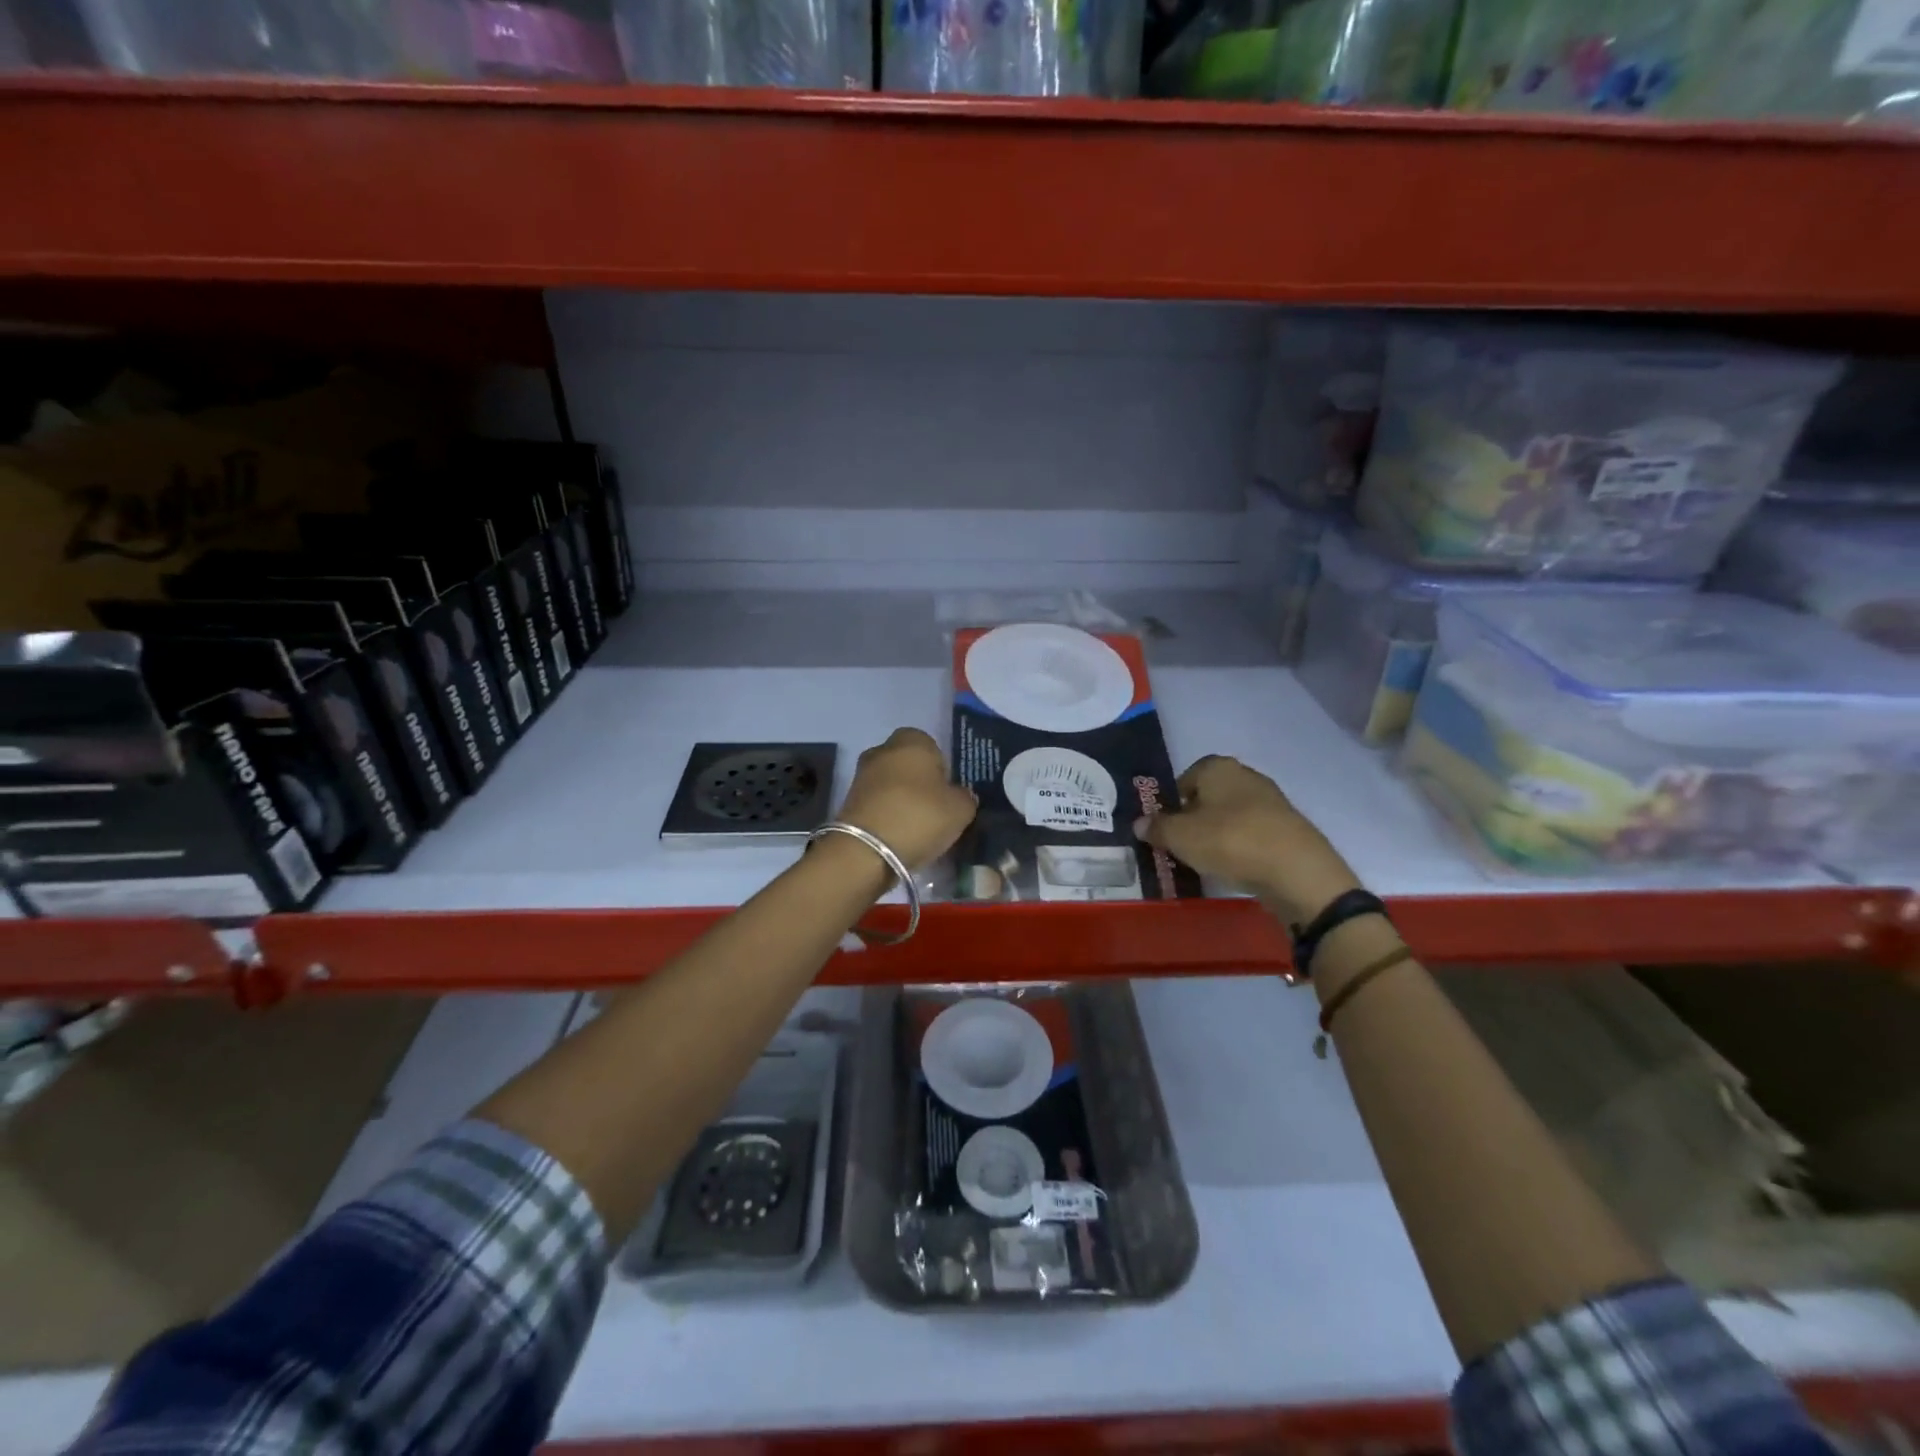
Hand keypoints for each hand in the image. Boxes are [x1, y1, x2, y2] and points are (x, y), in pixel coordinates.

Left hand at [837, 728, 977, 870]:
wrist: (867, 851)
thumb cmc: (919, 816)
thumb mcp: (960, 809)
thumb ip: (965, 797)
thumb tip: (959, 795)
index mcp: (912, 740)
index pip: (932, 745)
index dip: (942, 768)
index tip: (948, 793)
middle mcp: (883, 750)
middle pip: (909, 764)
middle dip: (920, 783)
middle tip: (935, 810)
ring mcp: (862, 776)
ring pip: (891, 784)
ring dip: (903, 800)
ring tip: (918, 828)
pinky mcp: (849, 802)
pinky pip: (878, 804)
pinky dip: (888, 816)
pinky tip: (899, 836)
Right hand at [1133, 756, 1361, 923]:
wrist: (1296, 870)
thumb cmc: (1229, 841)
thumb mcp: (1180, 837)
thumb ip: (1156, 828)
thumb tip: (1139, 823)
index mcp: (1218, 767)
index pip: (1186, 777)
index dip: (1172, 802)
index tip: (1166, 828)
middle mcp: (1246, 776)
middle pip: (1210, 796)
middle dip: (1195, 818)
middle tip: (1182, 845)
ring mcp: (1272, 802)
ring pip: (1232, 816)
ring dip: (1218, 834)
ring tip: (1207, 861)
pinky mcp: (1289, 828)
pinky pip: (1253, 834)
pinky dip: (1241, 848)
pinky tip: (1235, 867)